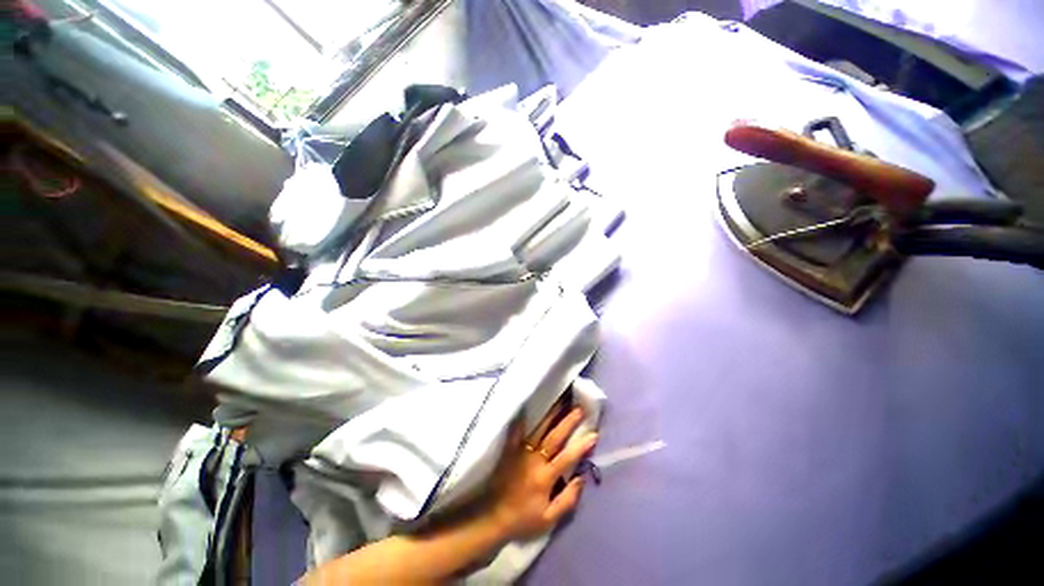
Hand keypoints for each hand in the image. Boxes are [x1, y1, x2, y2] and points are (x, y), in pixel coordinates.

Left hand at [488, 402, 597, 540]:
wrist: (492, 517)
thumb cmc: (523, 519)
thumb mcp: (549, 519)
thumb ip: (567, 500)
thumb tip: (582, 478)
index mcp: (545, 477)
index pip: (567, 458)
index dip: (581, 446)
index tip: (593, 434)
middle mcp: (534, 460)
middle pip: (554, 437)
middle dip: (568, 422)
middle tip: (579, 409)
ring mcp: (520, 452)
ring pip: (538, 430)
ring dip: (550, 415)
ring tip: (560, 402)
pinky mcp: (509, 450)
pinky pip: (515, 431)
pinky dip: (521, 418)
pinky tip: (526, 406)